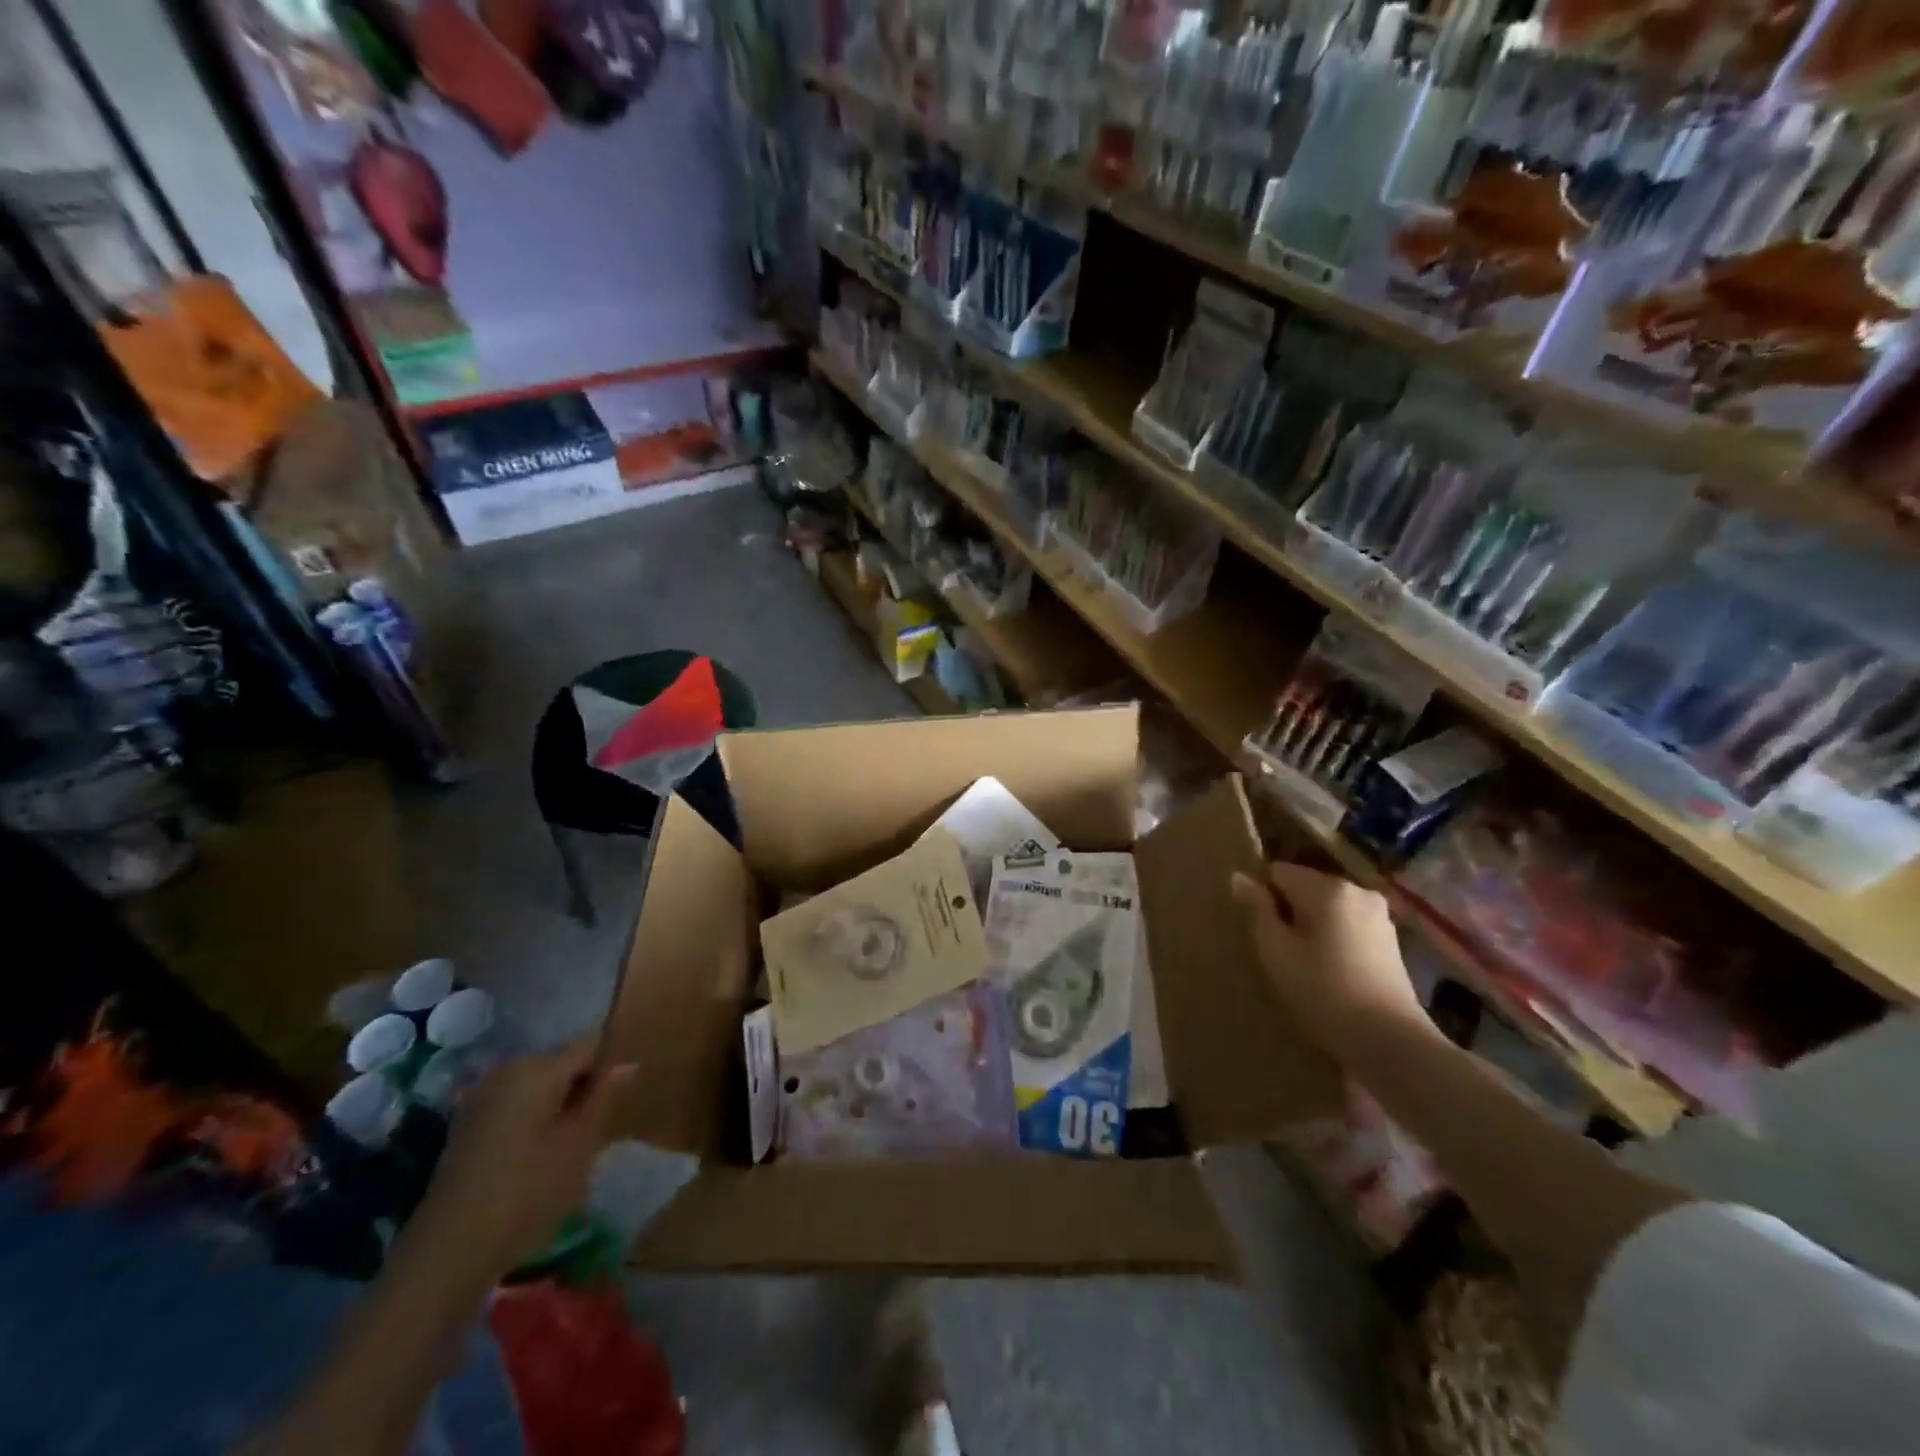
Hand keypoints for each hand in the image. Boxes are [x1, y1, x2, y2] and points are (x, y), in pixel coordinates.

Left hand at [407, 1038, 635, 1284]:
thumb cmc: (528, 1191)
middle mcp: (507, 1070)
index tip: (619, 1101)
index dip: (610, 1068)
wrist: (448, 1252)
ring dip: (557, 1107)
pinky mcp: (466, 1126)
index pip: (590, 1045)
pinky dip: (532, 1122)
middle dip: (582, 1088)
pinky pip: (514, 1107)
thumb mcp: (581, 1143)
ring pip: (537, 1087)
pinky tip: (535, 1158)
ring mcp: (481, 1097)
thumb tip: (628, 1063)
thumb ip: (605, 1096)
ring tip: (568, 1147)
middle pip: (561, 1064)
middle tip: (595, 1130)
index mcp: (538, 1067)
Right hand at [1229, 862, 1429, 1054]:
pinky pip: (1347, 926)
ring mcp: (1378, 915)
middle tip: (1280, 952)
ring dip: (1312, 927)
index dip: (1263, 897)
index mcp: (1327, 887)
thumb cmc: (1322, 991)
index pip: (1278, 872)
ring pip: (1327, 909)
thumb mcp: (1275, 951)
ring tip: (1305, 965)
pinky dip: (1334, 940)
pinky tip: (1331, 972)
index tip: (1261, 931)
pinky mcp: (1391, 941)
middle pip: (1305, 887)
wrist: (1390, 1041)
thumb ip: (1257, 909)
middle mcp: (1356, 890)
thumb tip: (1239, 877)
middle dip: (1289, 911)